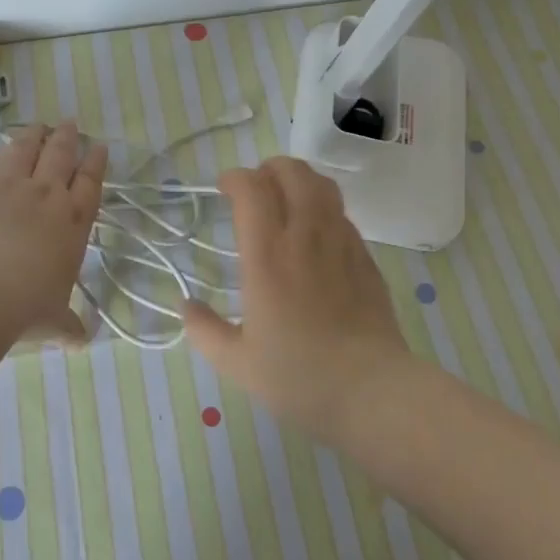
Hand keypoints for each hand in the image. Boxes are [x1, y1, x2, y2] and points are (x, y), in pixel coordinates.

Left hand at [0, 122, 106, 344]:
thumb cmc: (22, 309)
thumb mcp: (52, 321)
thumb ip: (67, 327)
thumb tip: (81, 343)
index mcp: (71, 223)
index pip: (90, 183)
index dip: (95, 162)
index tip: (98, 146)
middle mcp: (43, 195)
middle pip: (59, 155)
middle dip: (66, 137)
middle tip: (68, 124)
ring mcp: (5, 185)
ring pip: (23, 149)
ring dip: (32, 135)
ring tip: (37, 126)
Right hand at [184, 156, 410, 444]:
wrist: (373, 392)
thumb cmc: (299, 377)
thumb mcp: (237, 363)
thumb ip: (205, 331)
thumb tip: (186, 307)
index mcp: (267, 256)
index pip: (252, 188)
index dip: (235, 178)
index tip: (224, 188)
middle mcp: (305, 237)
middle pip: (292, 172)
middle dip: (269, 168)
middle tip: (255, 188)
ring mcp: (341, 243)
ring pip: (323, 186)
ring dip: (300, 180)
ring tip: (286, 198)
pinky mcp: (366, 258)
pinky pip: (342, 215)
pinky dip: (323, 208)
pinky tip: (316, 234)